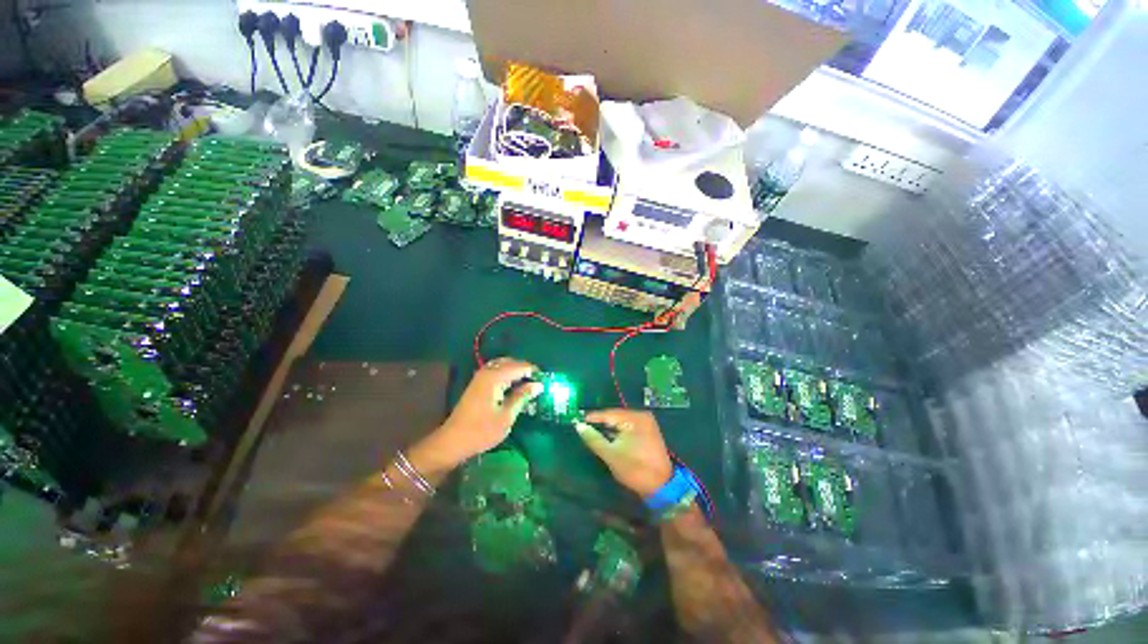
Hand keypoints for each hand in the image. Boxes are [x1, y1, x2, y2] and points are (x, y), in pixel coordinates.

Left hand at [429, 358, 542, 466]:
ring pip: (503, 365)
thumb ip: (522, 396)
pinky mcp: (477, 383)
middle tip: (537, 383)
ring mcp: (480, 376)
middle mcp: (487, 371)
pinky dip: (507, 375)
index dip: (534, 372)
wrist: (452, 441)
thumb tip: (538, 385)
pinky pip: (496, 371)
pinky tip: (514, 387)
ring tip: (528, 385)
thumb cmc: (482, 430)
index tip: (545, 381)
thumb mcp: (507, 415)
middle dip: (525, 369)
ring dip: (516, 371)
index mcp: (495, 377)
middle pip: (511, 362)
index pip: (520, 366)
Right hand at [575, 409, 673, 497]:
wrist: (662, 486)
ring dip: (610, 428)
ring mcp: (647, 423)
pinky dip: (619, 432)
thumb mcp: (611, 454)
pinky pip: (629, 427)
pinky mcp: (649, 432)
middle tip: (585, 427)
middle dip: (601, 423)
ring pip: (622, 422)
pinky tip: (609, 438)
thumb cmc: (635, 469)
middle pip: (615, 416)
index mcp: (634, 417)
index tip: (578, 421)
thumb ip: (594, 439)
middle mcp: (642, 416)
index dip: (593, 418)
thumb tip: (579, 426)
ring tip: (594, 433)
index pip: (608, 414)